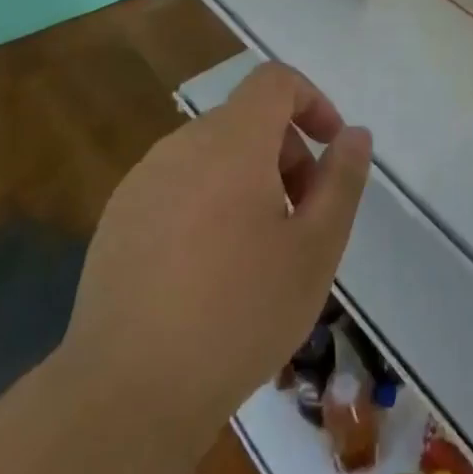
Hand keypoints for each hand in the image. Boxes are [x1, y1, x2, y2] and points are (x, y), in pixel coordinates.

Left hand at [57, 62, 371, 438]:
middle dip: (287, 154)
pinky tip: (210, 271)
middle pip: (246, 120)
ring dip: (250, 180)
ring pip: (212, 154)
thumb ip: (342, 180)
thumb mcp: (315, 248)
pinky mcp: (118, 218)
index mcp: (231, 142)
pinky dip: (209, 202)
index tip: (331, 150)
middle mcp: (181, 145)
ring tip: (260, 250)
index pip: (275, 81)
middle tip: (303, 218)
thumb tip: (354, 134)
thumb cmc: (239, 313)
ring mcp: (142, 181)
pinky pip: (178, 186)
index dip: (312, 101)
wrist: (127, 392)